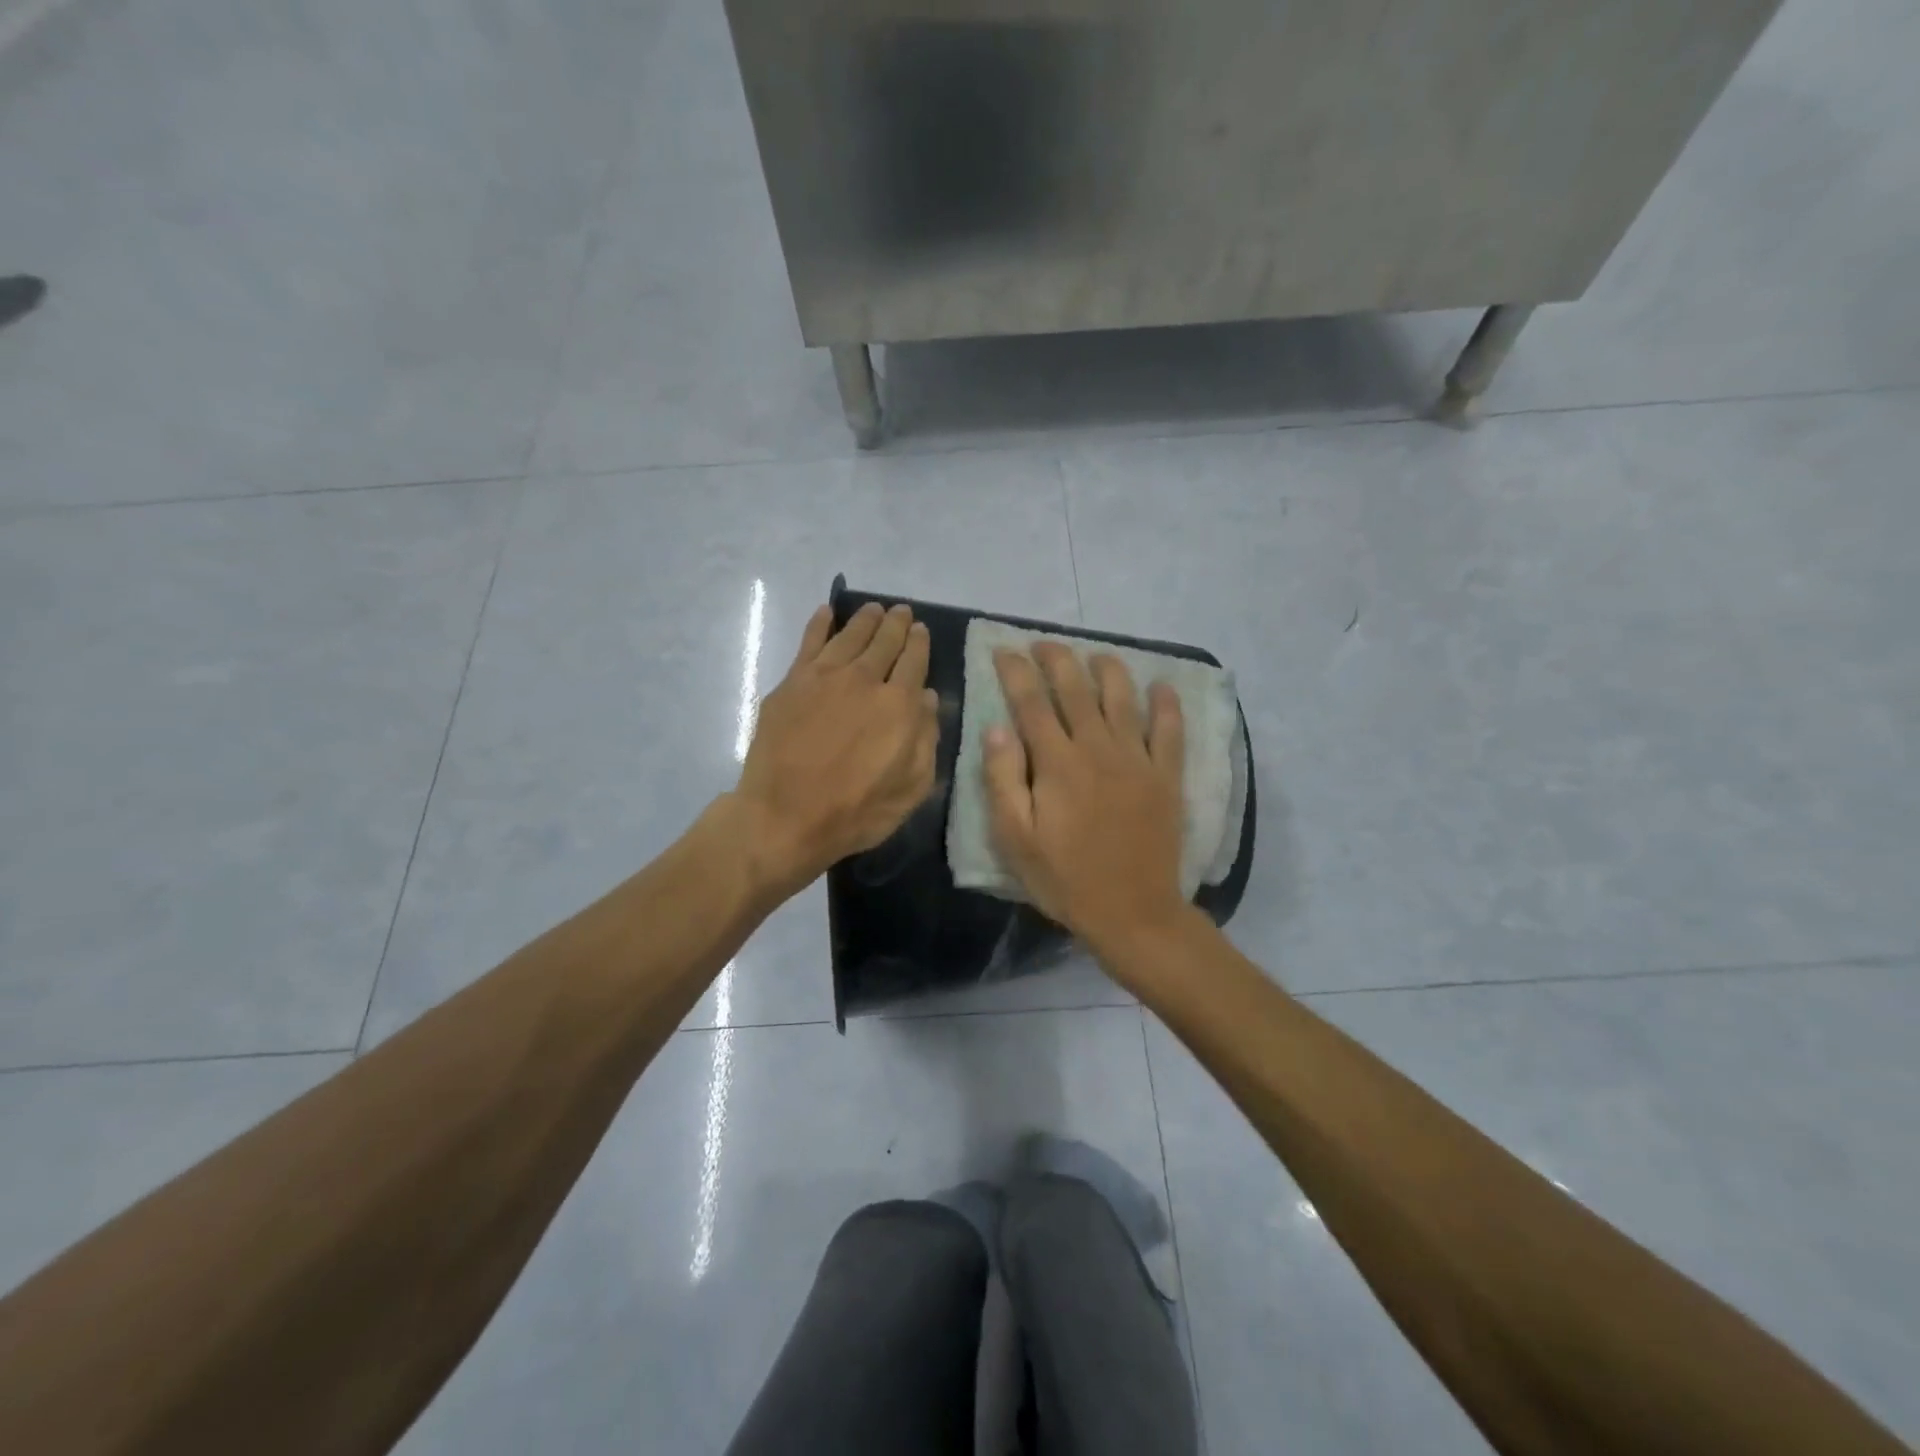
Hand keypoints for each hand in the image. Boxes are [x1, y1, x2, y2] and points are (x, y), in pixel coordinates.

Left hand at [734, 601, 937, 898]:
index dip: (919, 643)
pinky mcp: (792, 683)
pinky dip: (820, 624)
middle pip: (884, 641)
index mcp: (899, 705)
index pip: (914, 661)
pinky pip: (809, 642)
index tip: (920, 631)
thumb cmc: (855, 812)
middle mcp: (864, 680)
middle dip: (896, 624)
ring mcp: (824, 677)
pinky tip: (826, 612)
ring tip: (874, 609)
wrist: (784, 817)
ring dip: (865, 619)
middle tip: (901, 612)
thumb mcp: (911, 789)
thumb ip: (926, 740)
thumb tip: (928, 698)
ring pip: (850, 635)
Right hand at [983, 643, 1189, 959]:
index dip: (1016, 672)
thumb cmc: (1065, 879)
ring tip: (1095, 655)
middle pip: (1076, 689)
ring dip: (1107, 669)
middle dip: (1056, 659)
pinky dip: (1166, 704)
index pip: (1032, 703)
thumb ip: (1003, 780)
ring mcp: (1137, 760)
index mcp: (1057, 764)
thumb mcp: (1016, 839)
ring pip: (1122, 698)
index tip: (1004, 650)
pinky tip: (1161, 685)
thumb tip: (997, 727)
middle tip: (1043, 644)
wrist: (1133, 913)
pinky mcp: (1166, 776)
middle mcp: (1098, 749)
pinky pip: (1170, 729)